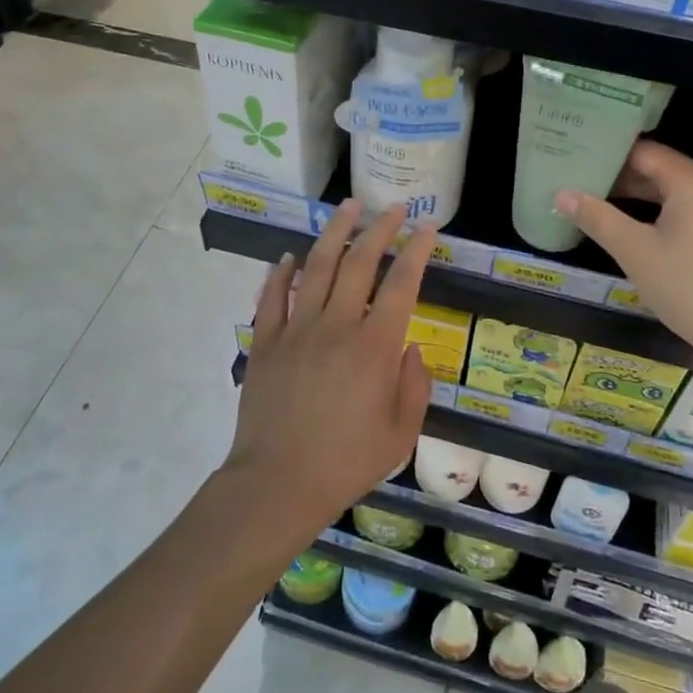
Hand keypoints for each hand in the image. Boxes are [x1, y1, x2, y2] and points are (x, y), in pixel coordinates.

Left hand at [224, 200, 434, 548]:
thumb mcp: (401, 434)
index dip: (417, 251)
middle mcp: (336, 325)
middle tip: (392, 208)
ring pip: (316, 267)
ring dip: (334, 233)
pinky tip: (289, 256)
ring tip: (347, 207)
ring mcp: (296, 329)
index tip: (427, 227)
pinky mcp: (265, 342)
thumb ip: (415, 385)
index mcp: (375, 347)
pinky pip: (272, 297)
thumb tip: (410, 347)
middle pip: (359, 262)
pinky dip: (281, 272)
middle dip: (379, 229)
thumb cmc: (346, 463)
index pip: (401, 284)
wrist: (277, 484)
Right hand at [555, 141, 692, 374]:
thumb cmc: (688, 286)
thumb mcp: (634, 251)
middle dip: (617, 173)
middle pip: (657, 167)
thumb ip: (596, 218)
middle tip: (576, 176)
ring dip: (634, 193)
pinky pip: (683, 206)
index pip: (642, 151)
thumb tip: (561, 194)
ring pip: (670, 189)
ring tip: (592, 197)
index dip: (607, 153)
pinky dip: (654, 209)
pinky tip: (627, 223)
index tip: (574, 155)